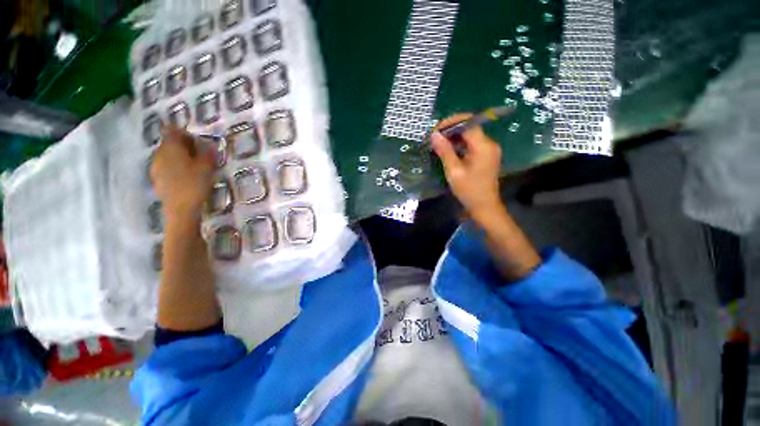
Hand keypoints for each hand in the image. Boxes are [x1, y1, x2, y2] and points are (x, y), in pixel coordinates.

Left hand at [150, 127, 214, 222]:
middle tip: (198, 154)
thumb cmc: (195, 184)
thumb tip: (208, 144)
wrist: (181, 210)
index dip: (186, 134)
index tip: (198, 142)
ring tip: (193, 166)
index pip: (174, 132)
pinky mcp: (156, 179)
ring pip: (167, 156)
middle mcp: (159, 154)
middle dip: (183, 146)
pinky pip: (165, 168)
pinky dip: (174, 168)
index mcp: (171, 148)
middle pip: (169, 144)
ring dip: (178, 157)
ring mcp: (155, 167)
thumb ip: (207, 153)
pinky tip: (185, 177)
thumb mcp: (207, 167)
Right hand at [432, 114, 503, 221]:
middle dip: (451, 130)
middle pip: (469, 128)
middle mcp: (489, 143)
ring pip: (470, 135)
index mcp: (483, 146)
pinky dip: (459, 144)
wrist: (484, 206)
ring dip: (454, 137)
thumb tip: (434, 134)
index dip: (451, 123)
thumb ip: (444, 151)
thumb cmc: (468, 190)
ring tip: (438, 144)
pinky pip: (472, 144)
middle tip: (434, 138)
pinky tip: (448, 150)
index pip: (468, 123)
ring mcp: (489, 149)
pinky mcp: (486, 155)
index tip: (435, 130)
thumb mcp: (453, 171)